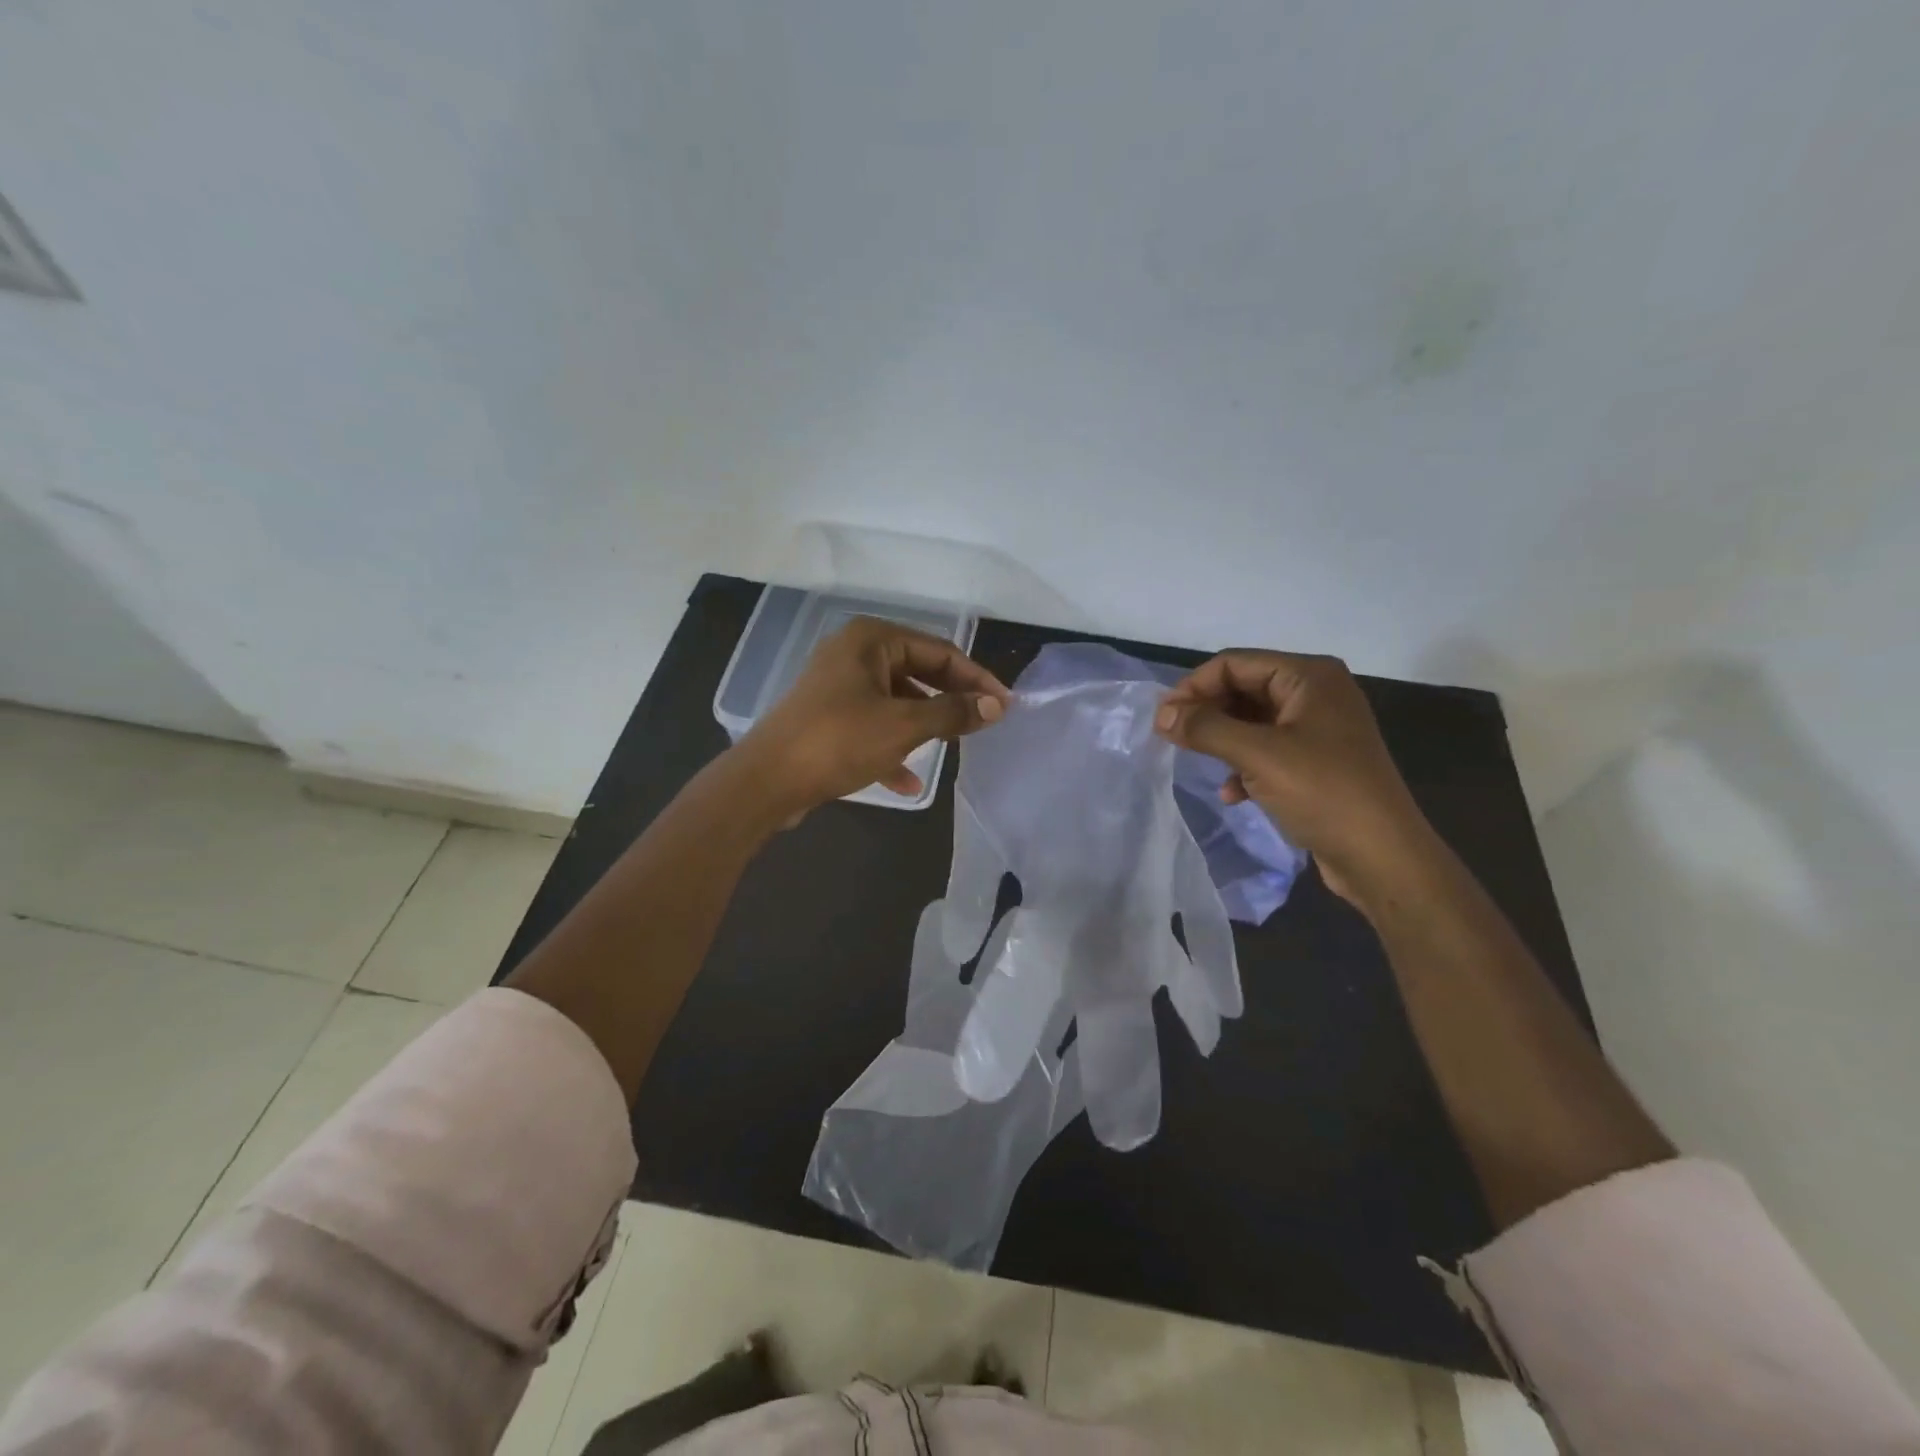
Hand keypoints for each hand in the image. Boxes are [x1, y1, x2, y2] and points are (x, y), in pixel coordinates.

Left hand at [735, 616, 1009, 818]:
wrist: (766, 781)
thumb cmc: (838, 741)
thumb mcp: (904, 726)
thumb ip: (953, 713)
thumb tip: (996, 706)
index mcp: (872, 640)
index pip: (939, 651)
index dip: (976, 678)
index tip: (1004, 705)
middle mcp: (854, 654)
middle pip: (918, 672)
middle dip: (950, 699)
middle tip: (984, 723)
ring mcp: (838, 685)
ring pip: (896, 700)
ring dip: (925, 723)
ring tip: (954, 745)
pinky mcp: (828, 717)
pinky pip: (873, 725)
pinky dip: (893, 746)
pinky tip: (910, 780)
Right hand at [1154, 650, 1433, 906]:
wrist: (1382, 857)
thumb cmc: (1323, 793)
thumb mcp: (1257, 755)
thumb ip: (1205, 728)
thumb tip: (1161, 714)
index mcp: (1309, 677)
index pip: (1235, 664)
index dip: (1194, 686)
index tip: (1163, 719)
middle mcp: (1316, 693)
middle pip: (1243, 689)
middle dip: (1207, 714)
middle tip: (1174, 740)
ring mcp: (1319, 729)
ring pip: (1252, 722)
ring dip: (1223, 742)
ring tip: (1200, 765)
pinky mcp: (1317, 762)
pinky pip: (1267, 750)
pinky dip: (1243, 766)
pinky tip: (1232, 794)